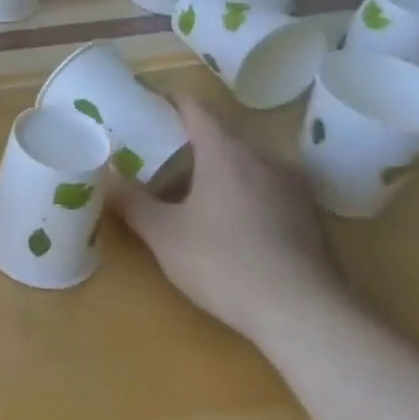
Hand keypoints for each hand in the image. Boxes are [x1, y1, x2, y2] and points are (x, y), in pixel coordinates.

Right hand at [117, 97, 346, 348]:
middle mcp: (263, 158)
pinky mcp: (311, 218)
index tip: (144, 108)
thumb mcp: (164, 235)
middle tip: (155, 160)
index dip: (166, 102)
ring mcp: (293, 188)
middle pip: (220, 136)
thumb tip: (107, 176)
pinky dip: (242, 195)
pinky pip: (266, 190)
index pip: (194, 107)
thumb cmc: (225, 263)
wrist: (307, 317)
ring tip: (189, 195)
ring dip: (216, 172)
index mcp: (225, 151)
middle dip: (187, 144)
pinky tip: (227, 226)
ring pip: (245, 165)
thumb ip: (132, 201)